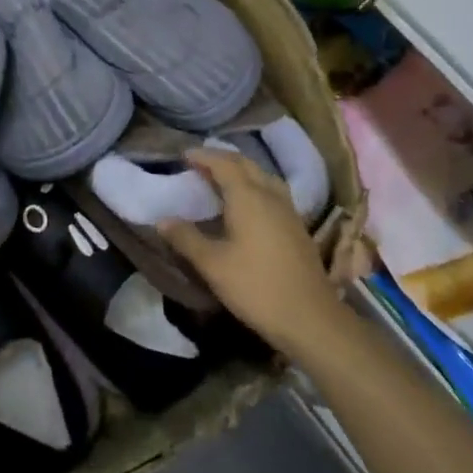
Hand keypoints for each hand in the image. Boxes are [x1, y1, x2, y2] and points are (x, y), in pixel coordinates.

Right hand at [157, 149, 347, 356]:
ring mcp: (288, 210)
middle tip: (200, 164)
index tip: (184, 155)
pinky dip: (255, 186)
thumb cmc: (256, 287)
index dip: (203, 156)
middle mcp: (270, 195)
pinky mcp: (297, 226)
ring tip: (222, 180)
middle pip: (246, 165)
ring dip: (241, 171)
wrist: (310, 317)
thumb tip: (162, 220)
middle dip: (222, 159)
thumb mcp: (213, 265)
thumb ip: (186, 239)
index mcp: (248, 197)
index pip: (224, 164)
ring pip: (263, 176)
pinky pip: (273, 191)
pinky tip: (248, 204)